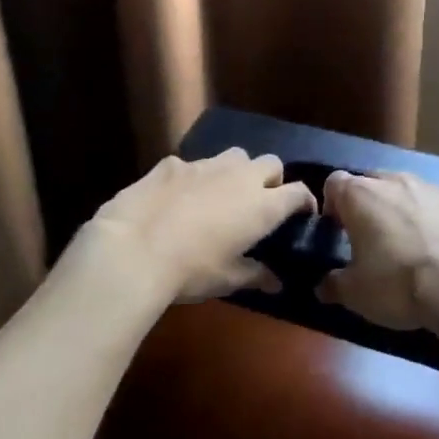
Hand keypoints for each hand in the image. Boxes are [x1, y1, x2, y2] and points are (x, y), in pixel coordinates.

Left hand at [85, 150, 315, 303]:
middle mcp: (239, 176)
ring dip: (236, 172)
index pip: (298, 192)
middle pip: (270, 163)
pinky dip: (194, 178)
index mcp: (262, 205)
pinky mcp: (172, 163)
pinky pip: (193, 165)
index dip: (304, 202)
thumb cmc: (192, 270)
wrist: (134, 248)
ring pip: (234, 156)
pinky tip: (179, 197)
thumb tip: (276, 282)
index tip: (301, 215)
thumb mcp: (228, 280)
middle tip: (261, 203)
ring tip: (222, 194)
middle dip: (272, 179)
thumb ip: (256, 275)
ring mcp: (204, 165)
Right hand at [318, 171, 438, 329]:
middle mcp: (394, 180)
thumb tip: (322, 286)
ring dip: (403, 210)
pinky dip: (437, 221)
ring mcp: (432, 187)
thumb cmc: (400, 283)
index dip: (332, 205)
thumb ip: (333, 285)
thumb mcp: (356, 294)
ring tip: (411, 245)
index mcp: (360, 195)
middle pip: (372, 182)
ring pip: (408, 191)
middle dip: (369, 204)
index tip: (337, 230)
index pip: (333, 182)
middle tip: (371, 238)